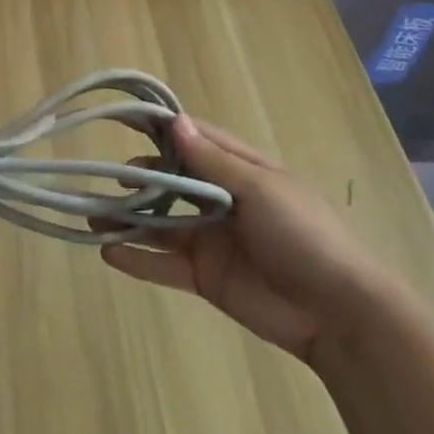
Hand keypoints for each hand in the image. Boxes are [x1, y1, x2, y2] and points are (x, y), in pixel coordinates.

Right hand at [101, 116, 395, 362]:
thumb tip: (173, 121)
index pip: (194, 140)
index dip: (160, 129)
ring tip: (92, 216)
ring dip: (129, 219)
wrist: (341, 314)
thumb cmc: (305, 236)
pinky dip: (137, 259)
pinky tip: (107, 253)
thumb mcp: (260, 190)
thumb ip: (212, 161)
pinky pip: (164, 264)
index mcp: (241, 171)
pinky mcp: (206, 277)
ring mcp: (212, 240)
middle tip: (109, 178)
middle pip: (171, 181)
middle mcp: (222, 200)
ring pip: (161, 223)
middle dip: (139, 178)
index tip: (122, 118)